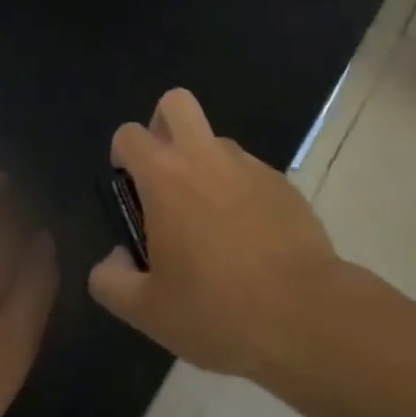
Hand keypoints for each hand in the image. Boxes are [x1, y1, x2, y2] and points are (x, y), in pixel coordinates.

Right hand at [88, 90, 339, 379]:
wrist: (302, 313)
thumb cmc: (216, 310)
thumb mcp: (148, 312)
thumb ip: (113, 281)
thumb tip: (113, 258)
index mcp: (165, 177)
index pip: (129, 134)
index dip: (123, 156)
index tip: (130, 192)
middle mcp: (205, 156)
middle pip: (176, 103)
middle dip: (163, 125)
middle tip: (165, 177)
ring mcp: (249, 165)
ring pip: (216, 141)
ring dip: (205, 165)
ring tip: (211, 225)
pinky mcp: (281, 182)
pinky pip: (249, 173)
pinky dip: (240, 192)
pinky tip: (249, 241)